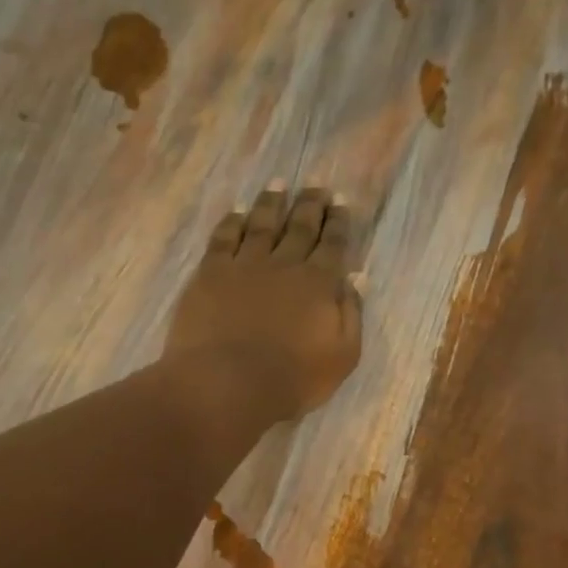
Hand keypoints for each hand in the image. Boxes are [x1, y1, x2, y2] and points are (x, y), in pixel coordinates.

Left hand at [164, 185, 361, 418]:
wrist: (229, 383)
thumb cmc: (292, 379)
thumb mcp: (341, 356)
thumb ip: (351, 314)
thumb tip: (356, 278)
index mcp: (319, 283)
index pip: (333, 244)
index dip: (338, 222)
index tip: (341, 200)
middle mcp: (284, 265)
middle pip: (300, 226)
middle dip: (310, 204)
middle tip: (316, 183)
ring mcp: (245, 265)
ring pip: (261, 224)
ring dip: (271, 203)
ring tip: (277, 184)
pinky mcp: (211, 274)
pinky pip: (223, 239)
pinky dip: (231, 222)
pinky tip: (236, 212)